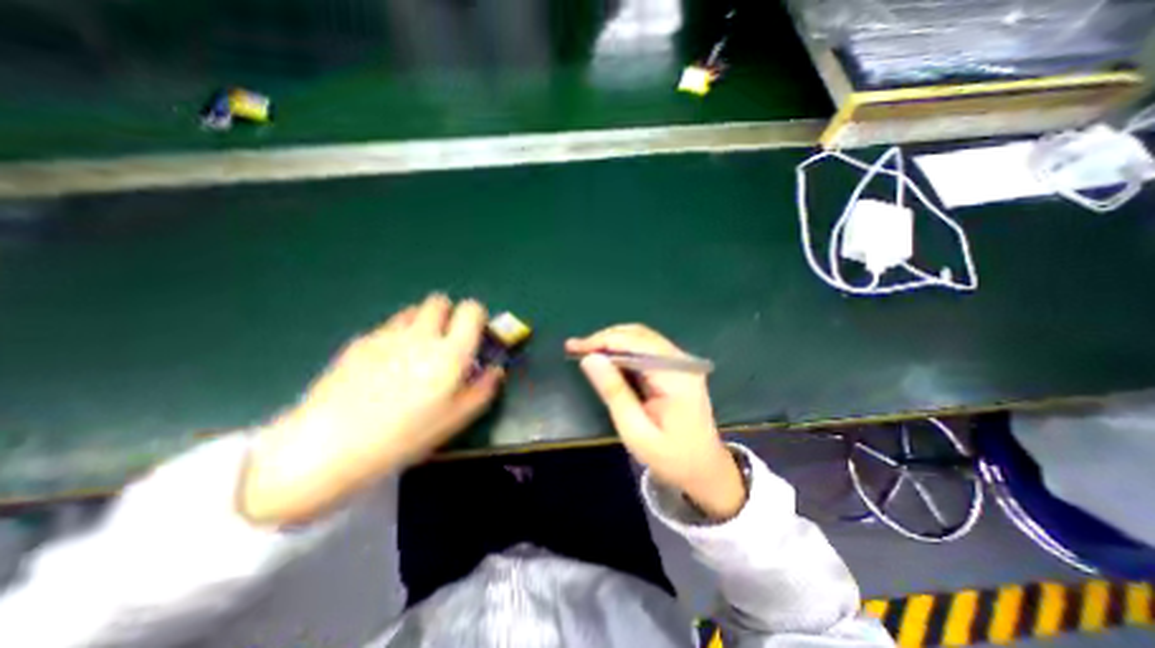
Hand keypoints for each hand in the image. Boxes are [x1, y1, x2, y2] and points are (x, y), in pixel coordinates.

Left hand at [237, 296, 500, 522]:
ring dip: (422, 323)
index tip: (474, 334)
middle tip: (445, 341)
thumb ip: (483, 389)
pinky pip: (388, 327)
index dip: (477, 316)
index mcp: (449, 352)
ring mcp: (387, 335)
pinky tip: (385, 366)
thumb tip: (495, 369)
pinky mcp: (361, 341)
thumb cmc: (405, 435)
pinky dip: (396, 337)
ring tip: (415, 352)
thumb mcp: (456, 419)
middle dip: (448, 314)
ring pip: (413, 311)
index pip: (471, 309)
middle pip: (440, 301)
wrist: (330, 445)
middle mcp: (421, 335)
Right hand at [569, 327, 748, 519]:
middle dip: (605, 338)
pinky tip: (607, 358)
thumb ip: (614, 392)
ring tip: (586, 351)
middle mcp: (682, 362)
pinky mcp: (677, 367)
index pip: (636, 343)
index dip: (603, 340)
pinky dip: (623, 349)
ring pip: (641, 338)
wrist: (704, 469)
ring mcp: (682, 363)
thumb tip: (589, 359)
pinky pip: (646, 348)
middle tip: (576, 348)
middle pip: (639, 335)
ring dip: (612, 341)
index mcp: (677, 376)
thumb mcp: (636, 431)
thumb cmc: (670, 457)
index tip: (574, 347)